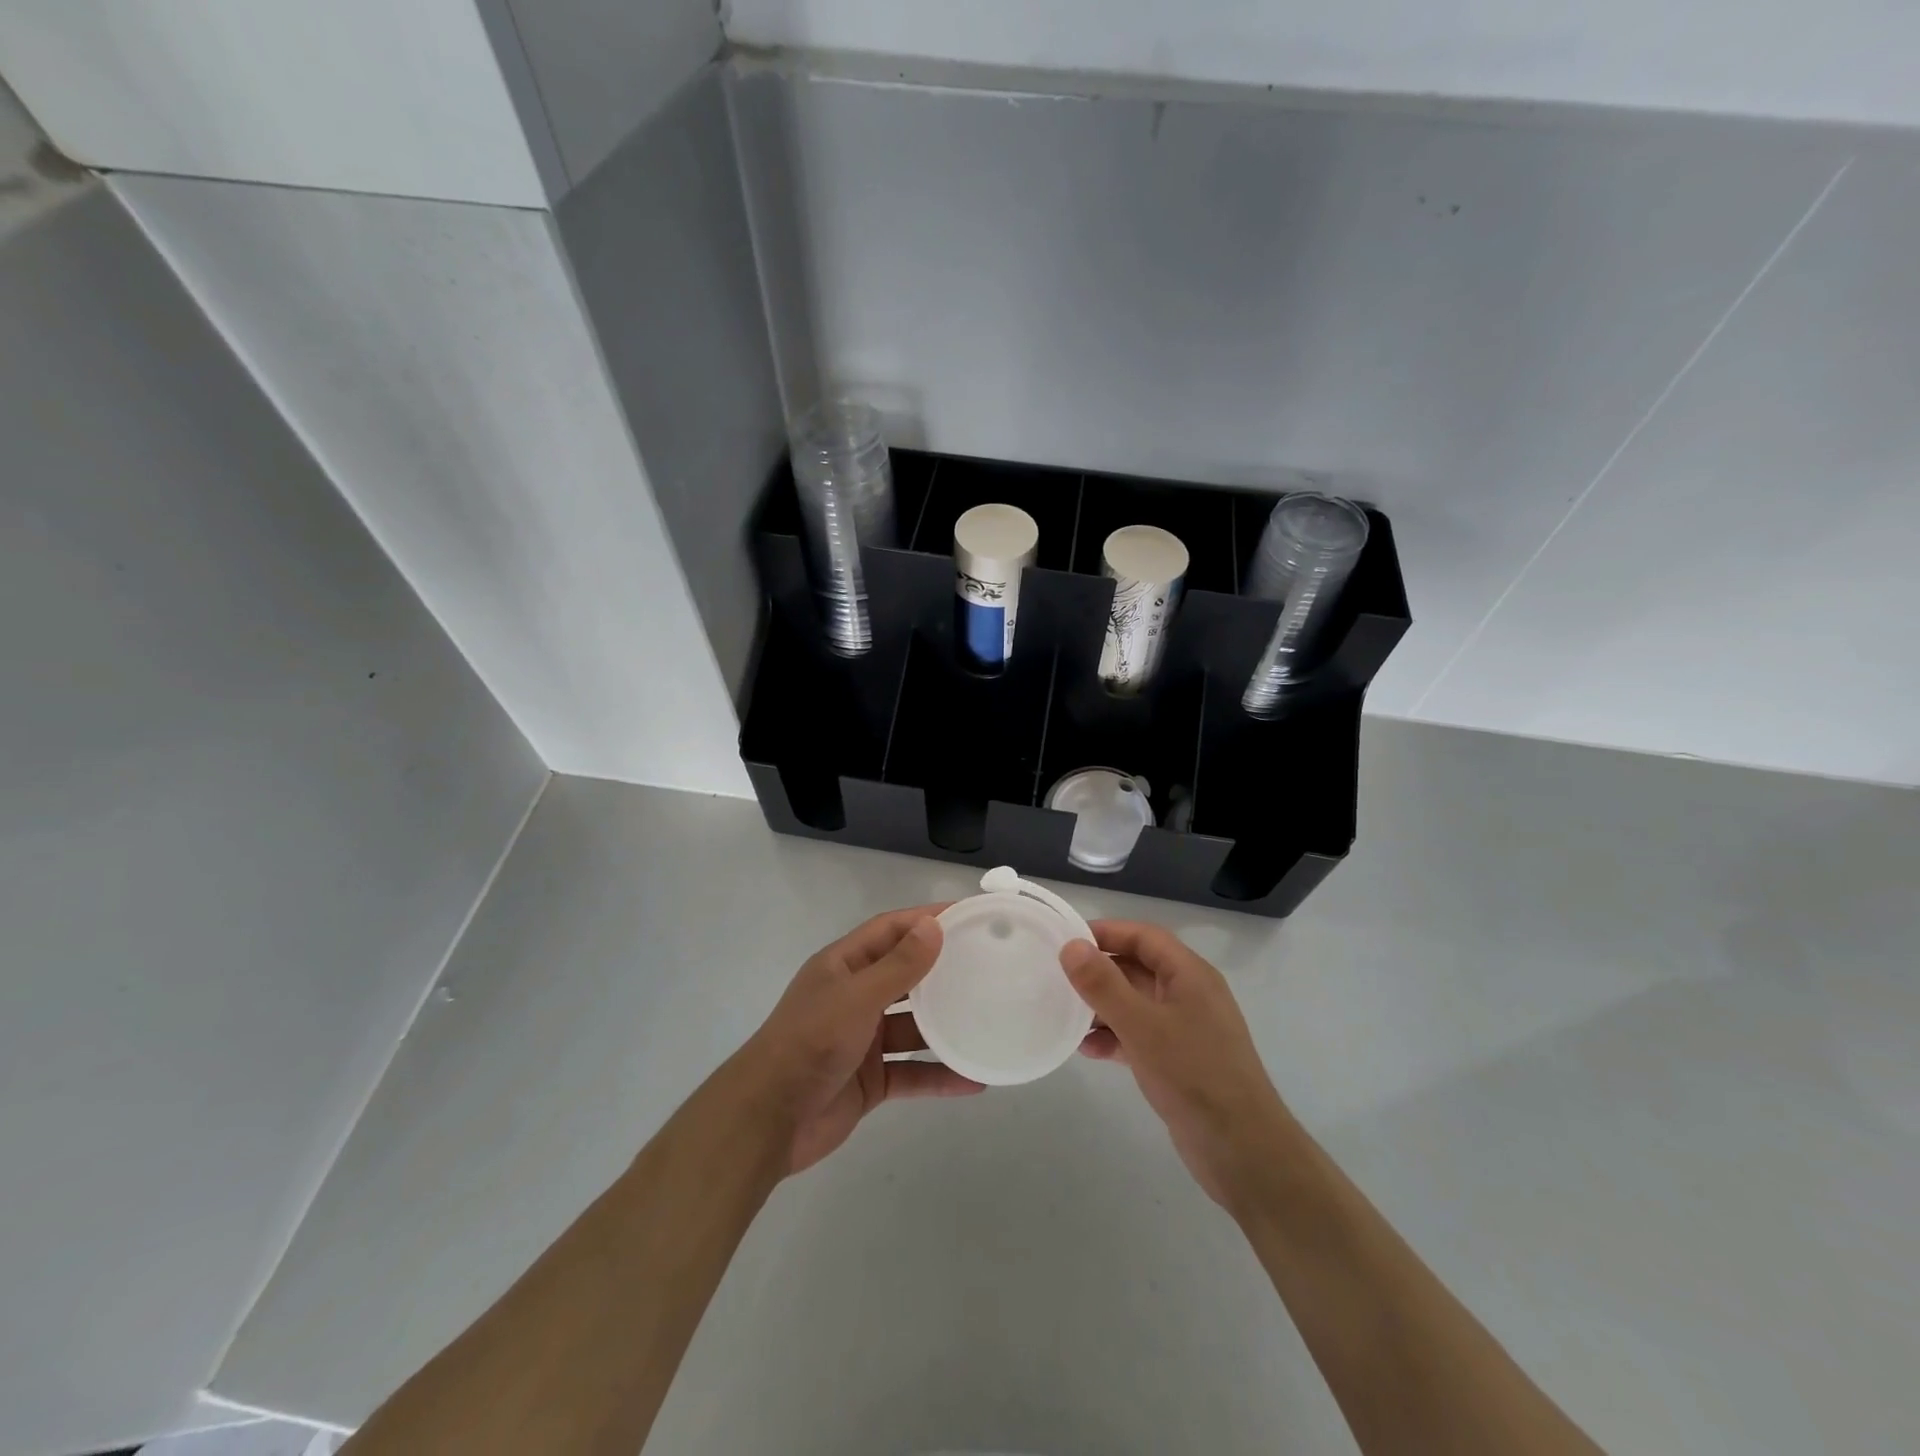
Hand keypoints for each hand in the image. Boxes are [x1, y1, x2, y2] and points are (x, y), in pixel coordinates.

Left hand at [732, 905, 983, 1175]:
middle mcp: (854, 997)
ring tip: (989, 1017)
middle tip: (989, 963)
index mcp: (844, 966)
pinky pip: (912, 1072)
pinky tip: (974, 1079)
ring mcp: (862, 1040)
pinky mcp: (870, 1080)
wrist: (768, 1120)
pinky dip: (940, 1075)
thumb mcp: (857, 997)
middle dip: (942, 969)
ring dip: (945, 1024)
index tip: (967, 915)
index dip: (926, 919)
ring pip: (913, 1026)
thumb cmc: (810, 1042)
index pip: (891, 930)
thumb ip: (898, 965)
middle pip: (905, 975)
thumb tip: (934, 925)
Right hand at [1062, 921, 1294, 1212]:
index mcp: (1190, 975)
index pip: (1144, 936)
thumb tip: (1071, 946)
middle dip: (1100, 971)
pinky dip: (1114, 1037)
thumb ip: (1104, 985)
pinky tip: (1086, 1050)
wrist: (1243, 1152)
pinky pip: (1139, 1035)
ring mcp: (1185, 1029)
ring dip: (1102, 1006)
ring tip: (1065, 1015)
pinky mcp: (1179, 1061)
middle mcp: (1189, 995)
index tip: (1066, 939)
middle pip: (1138, 968)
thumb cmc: (1193, 1075)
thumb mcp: (1142, 1025)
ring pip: (1136, 1003)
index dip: (1107, 932)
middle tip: (1058, 976)